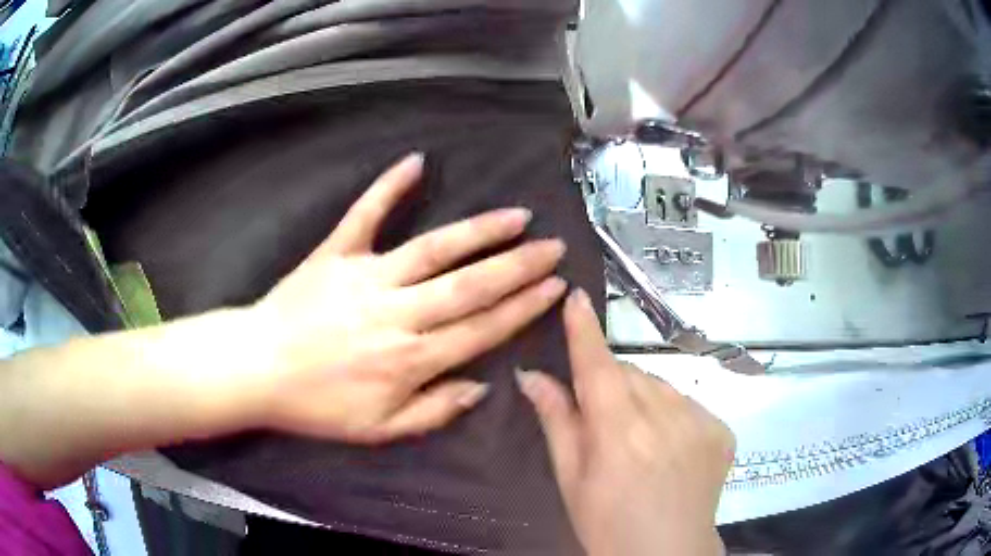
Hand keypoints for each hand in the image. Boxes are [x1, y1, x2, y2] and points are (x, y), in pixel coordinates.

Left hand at [249, 153, 567, 442]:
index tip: (555, 287)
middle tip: (551, 246)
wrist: (256, 370)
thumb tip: (480, 386)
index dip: (523, 308)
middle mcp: (397, 314)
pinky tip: (417, 162)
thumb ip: (433, 412)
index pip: (481, 330)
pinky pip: (365, 215)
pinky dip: (388, 187)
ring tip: (516, 216)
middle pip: (469, 286)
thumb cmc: (316, 405)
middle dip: (518, 266)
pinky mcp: (335, 253)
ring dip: (479, 231)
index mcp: (409, 360)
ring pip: (434, 250)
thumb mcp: (378, 430)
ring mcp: (366, 277)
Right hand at [517, 290, 733, 555]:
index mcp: (619, 431)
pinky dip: (674, 416)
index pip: (597, 366)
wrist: (668, 554)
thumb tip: (533, 376)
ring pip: (661, 387)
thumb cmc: (607, 525)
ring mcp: (700, 421)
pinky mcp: (723, 429)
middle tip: (604, 423)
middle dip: (612, 385)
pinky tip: (671, 450)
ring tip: (641, 443)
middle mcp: (664, 417)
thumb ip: (557, 421)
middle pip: (630, 374)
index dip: (584, 330)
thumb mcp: (571, 479)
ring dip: (644, 400)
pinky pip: (689, 405)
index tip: (577, 296)